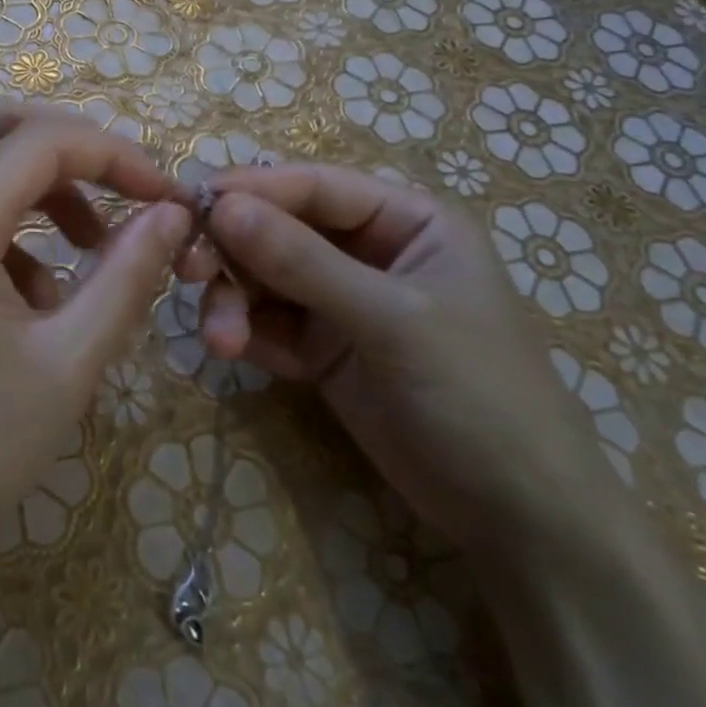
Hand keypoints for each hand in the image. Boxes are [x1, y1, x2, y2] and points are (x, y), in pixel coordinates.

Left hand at [0, 99, 191, 597]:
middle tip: (126, 194)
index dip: (117, 154)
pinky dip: (14, 225)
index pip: (43, 141)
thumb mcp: (71, 361)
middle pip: (0, 126)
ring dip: (44, 185)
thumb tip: (172, 212)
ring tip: (92, 249)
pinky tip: (39, 296)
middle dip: (75, 148)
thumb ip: (128, 274)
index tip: (167, 195)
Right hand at [194, 163, 622, 561]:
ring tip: (223, 341)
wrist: (518, 519)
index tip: (189, 205)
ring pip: (264, 278)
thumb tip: (222, 206)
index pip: (314, 187)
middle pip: (279, 229)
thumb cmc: (477, 395)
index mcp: (406, 220)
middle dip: (233, 251)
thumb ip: (304, 262)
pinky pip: (269, 323)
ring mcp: (343, 302)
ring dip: (233, 301)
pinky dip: (246, 333)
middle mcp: (369, 251)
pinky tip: (236, 354)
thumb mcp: (392, 321)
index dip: (251, 191)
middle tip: (187, 272)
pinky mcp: (324, 349)